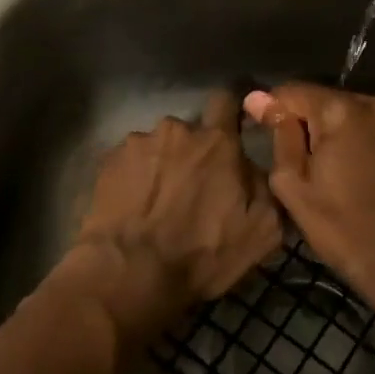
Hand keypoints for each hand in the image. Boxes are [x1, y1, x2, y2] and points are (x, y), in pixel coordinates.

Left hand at [71, 89, 282, 347]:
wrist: (129, 272)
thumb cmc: (202, 253)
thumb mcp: (261, 232)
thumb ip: (267, 188)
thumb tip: (256, 169)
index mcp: (217, 142)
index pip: (226, 101)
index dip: (228, 114)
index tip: (230, 132)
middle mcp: (176, 130)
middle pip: (189, 132)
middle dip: (193, 153)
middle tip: (191, 189)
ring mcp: (137, 143)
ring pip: (157, 146)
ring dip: (162, 165)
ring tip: (157, 202)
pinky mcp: (108, 160)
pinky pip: (130, 161)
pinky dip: (135, 177)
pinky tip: (134, 206)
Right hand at [245, 84, 374, 317]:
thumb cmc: (343, 229)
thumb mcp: (293, 186)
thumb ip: (279, 135)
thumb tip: (258, 98)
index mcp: (341, 111)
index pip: (294, 92)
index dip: (276, 112)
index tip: (272, 137)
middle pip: (331, 102)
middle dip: (316, 125)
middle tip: (313, 166)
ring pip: (361, 114)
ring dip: (348, 133)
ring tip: (347, 173)